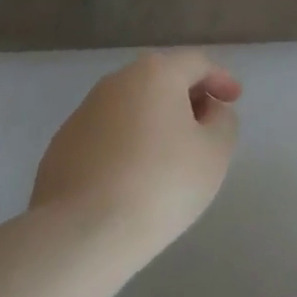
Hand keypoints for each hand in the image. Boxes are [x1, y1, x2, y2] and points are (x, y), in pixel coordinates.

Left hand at [27, 50, 241, 260]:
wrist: (80, 233)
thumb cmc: (161, 183)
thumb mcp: (215, 152)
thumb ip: (223, 122)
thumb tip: (209, 112)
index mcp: (155, 73)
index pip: (197, 63)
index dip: (220, 79)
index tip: (234, 100)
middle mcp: (116, 82)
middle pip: (161, 79)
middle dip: (187, 97)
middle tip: (206, 126)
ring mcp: (83, 113)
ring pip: (132, 106)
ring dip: (156, 121)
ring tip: (172, 156)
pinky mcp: (61, 146)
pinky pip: (108, 134)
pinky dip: (128, 143)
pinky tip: (136, 176)